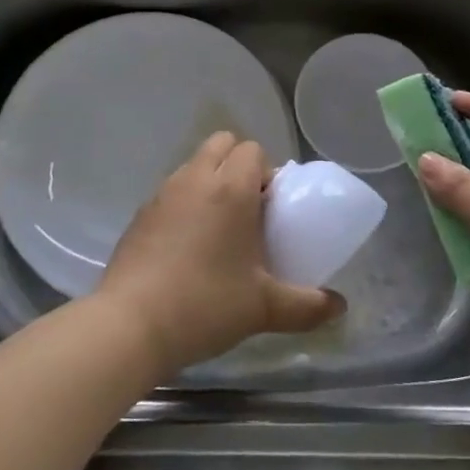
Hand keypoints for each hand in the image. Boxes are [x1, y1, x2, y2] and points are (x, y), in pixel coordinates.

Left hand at [98, 133, 344, 376]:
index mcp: (230, 188)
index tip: (269, 209)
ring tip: (217, 229)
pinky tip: (186, 247)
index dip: (266, 172)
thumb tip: (340, 307)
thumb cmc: (205, 305)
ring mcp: (163, 193)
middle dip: (237, 164)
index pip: (253, 149)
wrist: (129, 326)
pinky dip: (184, 203)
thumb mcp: (263, 308)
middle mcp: (196, 178)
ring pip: (193, 164)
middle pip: (221, 143)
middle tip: (247, 211)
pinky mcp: (140, 213)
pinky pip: (171, 190)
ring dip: (210, 181)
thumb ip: (306, 305)